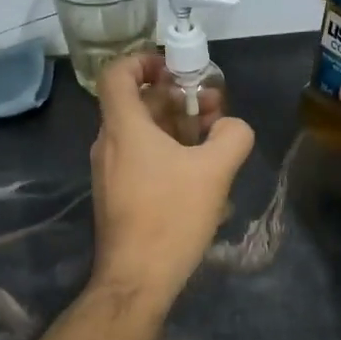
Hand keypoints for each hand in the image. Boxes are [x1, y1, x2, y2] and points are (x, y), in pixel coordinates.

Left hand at [88, 52, 254, 301]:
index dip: (143, 60)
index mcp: (123, 127)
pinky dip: (167, 151)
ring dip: (176, 125)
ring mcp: (110, 171)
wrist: (137, 279)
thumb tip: (231, 126)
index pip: (117, 73)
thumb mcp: (214, 171)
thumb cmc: (171, 216)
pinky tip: (199, 173)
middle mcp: (109, 143)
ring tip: (213, 139)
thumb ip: (232, 136)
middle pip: (137, 102)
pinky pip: (140, 157)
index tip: (175, 69)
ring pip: (141, 132)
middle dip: (176, 97)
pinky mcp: (117, 194)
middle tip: (212, 106)